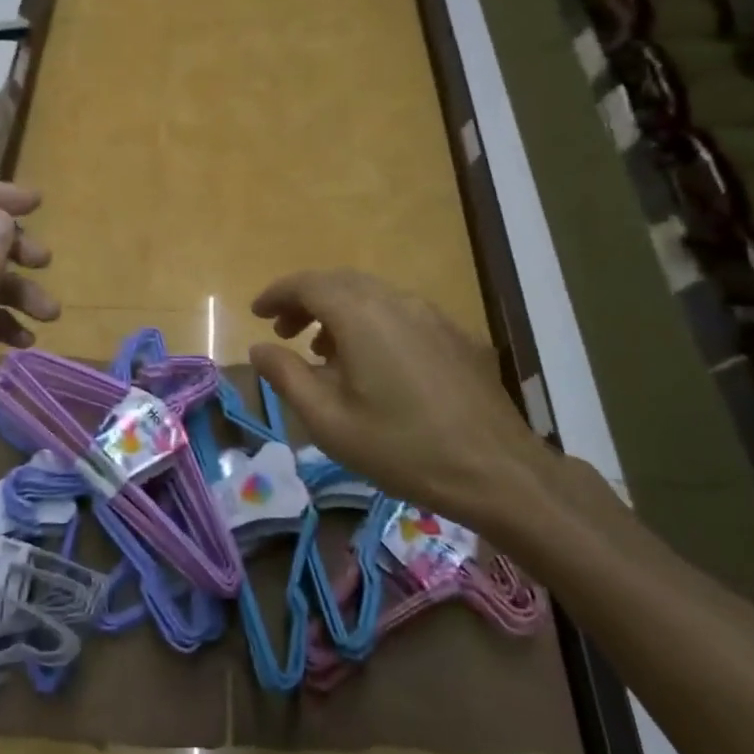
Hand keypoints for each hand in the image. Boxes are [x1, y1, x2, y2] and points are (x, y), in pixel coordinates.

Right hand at [248, 269, 573, 543]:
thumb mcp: (329, 421)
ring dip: (338, 311)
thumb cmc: (402, 449)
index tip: (257, 313)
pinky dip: (370, 322)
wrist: (497, 470)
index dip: (277, 294)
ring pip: (372, 295)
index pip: (308, 284)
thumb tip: (259, 348)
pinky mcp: (454, 334)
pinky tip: (371, 363)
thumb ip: (287, 376)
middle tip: (283, 332)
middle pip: (340, 283)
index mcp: (362, 315)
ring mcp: (431, 314)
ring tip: (321, 351)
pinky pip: (399, 312)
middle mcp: (396, 301)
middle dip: (305, 301)